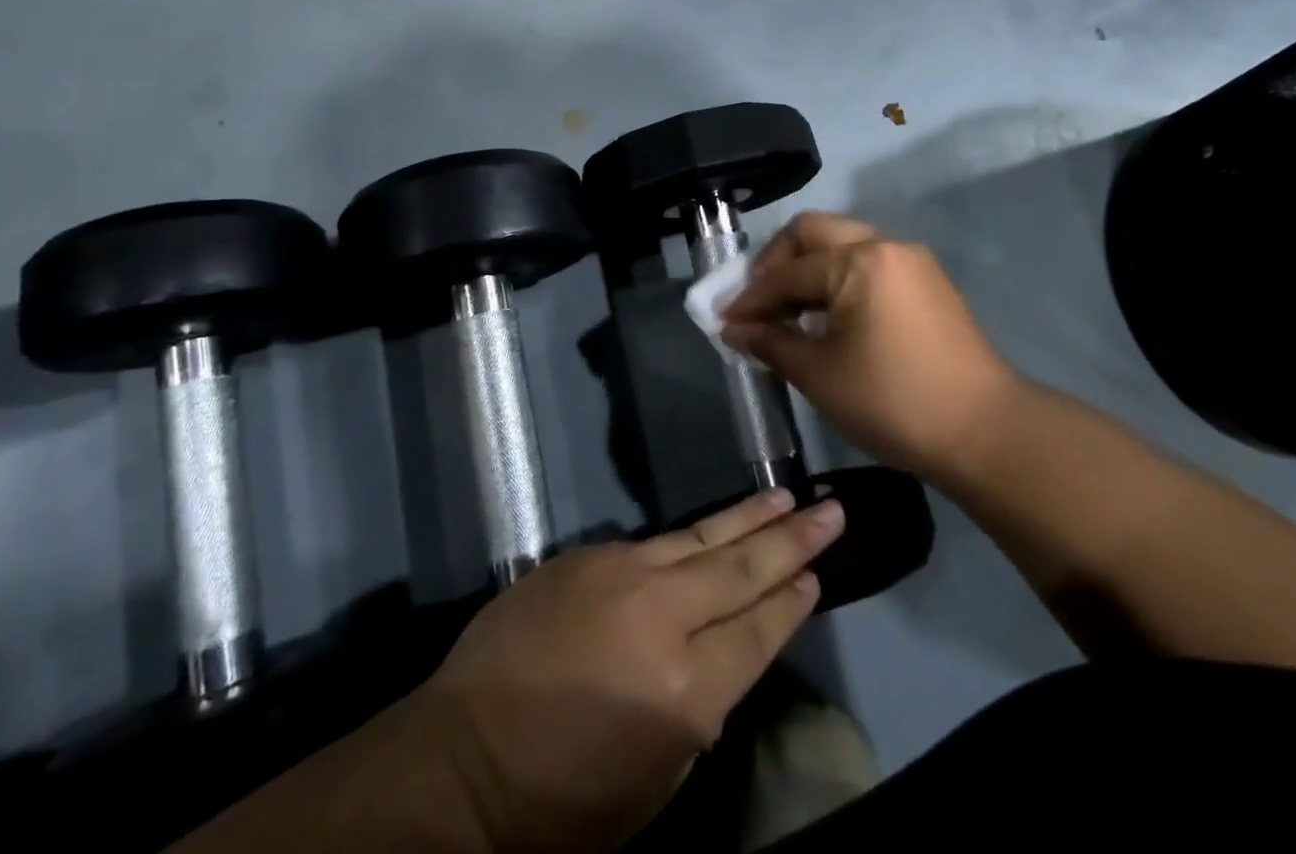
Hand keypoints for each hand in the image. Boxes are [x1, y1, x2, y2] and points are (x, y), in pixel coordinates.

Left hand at [421, 489, 845, 853]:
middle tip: (831, 510)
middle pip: (739, 570)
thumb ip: (702, 708)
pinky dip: (688, 540)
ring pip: (700, 538)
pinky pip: (650, 546)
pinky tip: (710, 531)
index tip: (818, 575)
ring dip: (747, 518)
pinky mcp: (586, 556)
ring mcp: (619, 574)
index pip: (757, 631)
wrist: (464, 758)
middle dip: (791, 539)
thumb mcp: (656, 779)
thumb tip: (726, 651)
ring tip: (786, 497)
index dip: (791, 602)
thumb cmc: (565, 799)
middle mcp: (659, 616)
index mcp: (684, 689)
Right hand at [721, 212, 1019, 480]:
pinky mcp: (926, 282)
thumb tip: (736, 330)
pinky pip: (868, 263)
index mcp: (858, 261)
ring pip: (842, 244)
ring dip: (808, 270)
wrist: (985, 432)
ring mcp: (911, 261)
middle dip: (776, 263)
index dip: (751, 299)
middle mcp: (885, 245)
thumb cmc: (893, 401)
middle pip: (813, 233)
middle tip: (757, 302)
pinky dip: (837, 279)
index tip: (725, 322)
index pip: (788, 272)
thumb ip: (772, 343)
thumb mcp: (820, 375)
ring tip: (787, 312)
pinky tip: (825, 315)